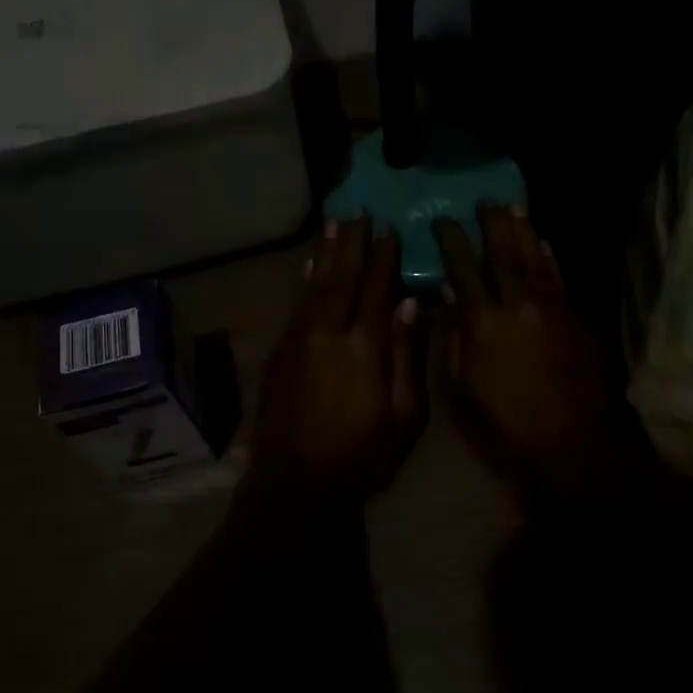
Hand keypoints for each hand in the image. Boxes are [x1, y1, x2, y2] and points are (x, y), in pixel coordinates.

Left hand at [248, 217, 426, 500]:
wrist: (296, 479)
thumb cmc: (360, 453)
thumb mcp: (402, 414)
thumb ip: (406, 355)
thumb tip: (411, 305)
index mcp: (364, 345)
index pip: (376, 289)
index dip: (384, 258)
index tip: (391, 230)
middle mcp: (329, 331)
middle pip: (343, 277)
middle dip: (352, 244)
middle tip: (359, 213)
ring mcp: (300, 338)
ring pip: (315, 284)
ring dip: (326, 252)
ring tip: (334, 224)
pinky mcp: (281, 349)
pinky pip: (295, 304)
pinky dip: (303, 280)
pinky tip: (308, 265)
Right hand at [435, 204, 630, 496]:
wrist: (575, 444)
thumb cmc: (507, 424)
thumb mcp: (463, 387)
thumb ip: (453, 336)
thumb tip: (446, 295)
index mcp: (484, 323)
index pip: (463, 269)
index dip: (451, 241)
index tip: (442, 220)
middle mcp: (518, 304)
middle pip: (502, 253)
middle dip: (491, 224)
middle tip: (484, 201)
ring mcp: (552, 308)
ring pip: (535, 258)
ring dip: (523, 231)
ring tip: (513, 207)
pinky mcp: (577, 319)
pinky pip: (559, 278)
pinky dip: (549, 258)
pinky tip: (543, 244)